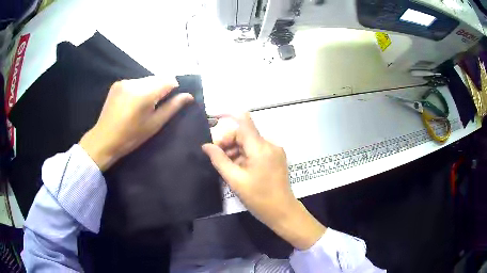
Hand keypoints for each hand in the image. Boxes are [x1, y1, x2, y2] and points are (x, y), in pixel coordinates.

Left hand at [79, 76, 192, 170]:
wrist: (104, 139)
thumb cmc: (131, 136)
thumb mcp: (154, 124)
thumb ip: (172, 107)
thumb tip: (189, 96)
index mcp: (144, 93)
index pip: (168, 80)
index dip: (173, 89)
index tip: (169, 101)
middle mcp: (134, 82)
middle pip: (157, 78)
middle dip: (161, 88)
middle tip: (155, 106)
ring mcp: (124, 81)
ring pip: (146, 79)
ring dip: (150, 88)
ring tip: (143, 106)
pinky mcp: (117, 83)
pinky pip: (136, 82)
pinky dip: (139, 89)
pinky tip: (133, 102)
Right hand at [202, 113, 325, 249]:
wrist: (283, 212)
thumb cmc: (258, 198)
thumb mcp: (235, 180)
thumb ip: (219, 160)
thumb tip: (206, 146)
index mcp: (260, 147)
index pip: (244, 121)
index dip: (227, 116)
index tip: (213, 124)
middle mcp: (269, 144)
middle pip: (244, 133)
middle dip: (228, 142)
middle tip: (216, 157)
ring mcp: (274, 151)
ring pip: (249, 142)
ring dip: (235, 150)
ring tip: (226, 166)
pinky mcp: (276, 157)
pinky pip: (256, 150)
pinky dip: (245, 155)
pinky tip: (237, 168)